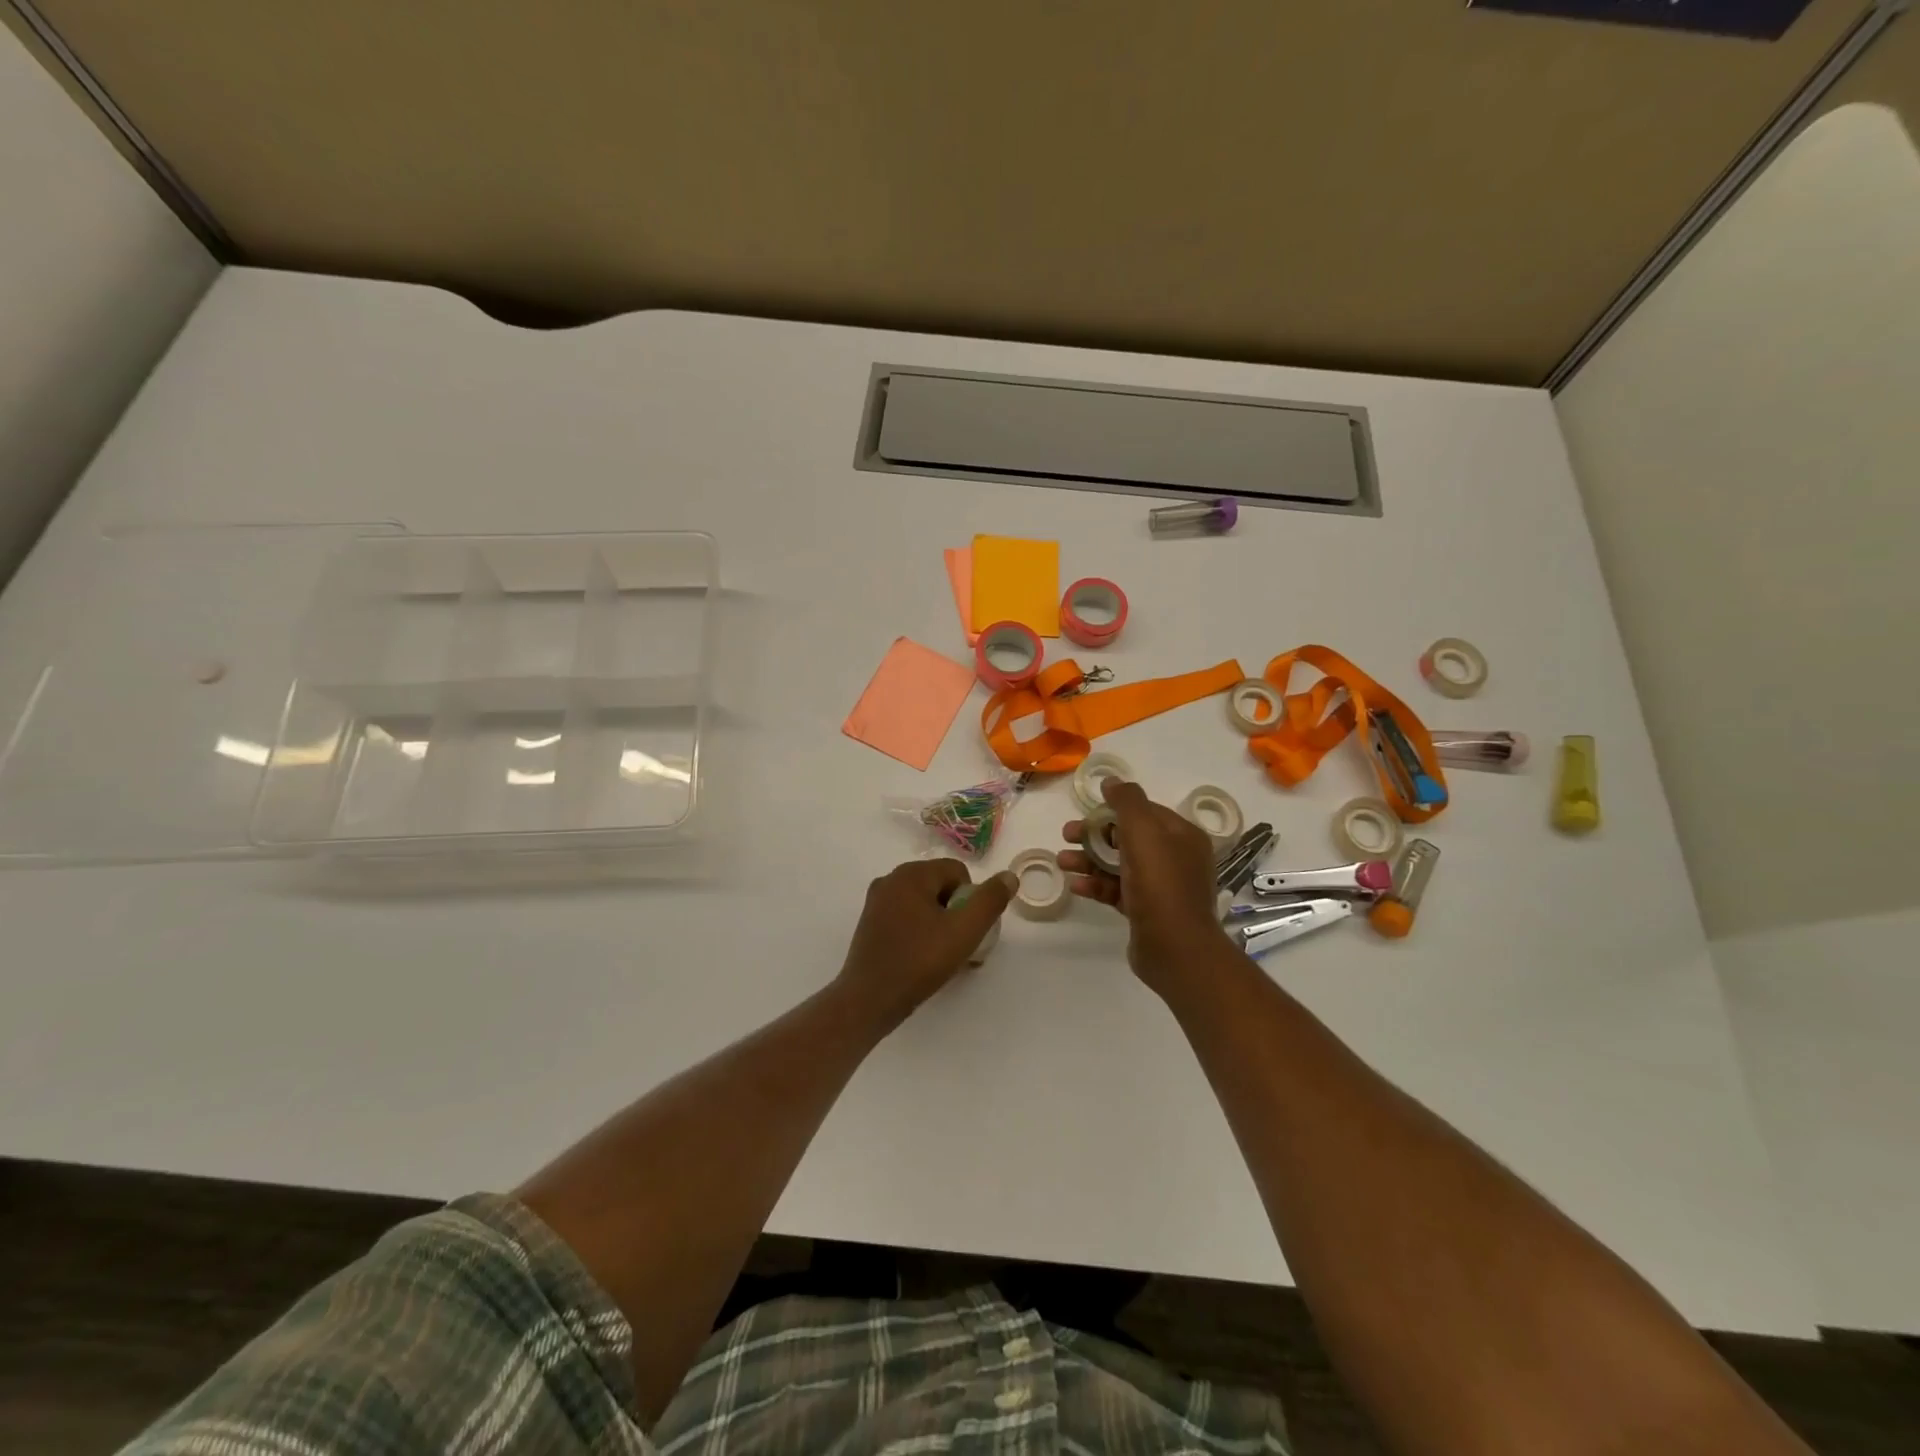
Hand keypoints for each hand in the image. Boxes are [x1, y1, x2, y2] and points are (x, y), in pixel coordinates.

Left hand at [837, 859, 1016, 1029]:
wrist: (869, 1000)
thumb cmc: (919, 961)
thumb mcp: (964, 931)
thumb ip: (990, 901)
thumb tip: (1008, 876)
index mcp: (911, 874)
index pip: (957, 872)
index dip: (971, 900)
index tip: (967, 930)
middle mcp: (890, 879)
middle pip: (940, 886)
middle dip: (956, 912)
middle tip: (959, 946)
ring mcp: (877, 901)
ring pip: (923, 903)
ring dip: (940, 924)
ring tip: (943, 956)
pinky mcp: (870, 922)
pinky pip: (906, 916)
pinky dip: (920, 931)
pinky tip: (922, 958)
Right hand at [1059, 778, 1231, 995]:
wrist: (1175, 948)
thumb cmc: (1160, 883)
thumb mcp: (1143, 831)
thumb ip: (1127, 801)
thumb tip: (1111, 781)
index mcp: (1182, 835)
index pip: (1145, 812)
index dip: (1113, 810)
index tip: (1086, 813)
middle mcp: (1176, 858)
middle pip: (1128, 837)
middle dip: (1095, 836)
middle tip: (1067, 836)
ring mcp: (1162, 887)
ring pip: (1120, 865)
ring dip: (1090, 860)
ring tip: (1063, 862)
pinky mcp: (1147, 912)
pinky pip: (1118, 890)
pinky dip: (1097, 885)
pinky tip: (1077, 886)